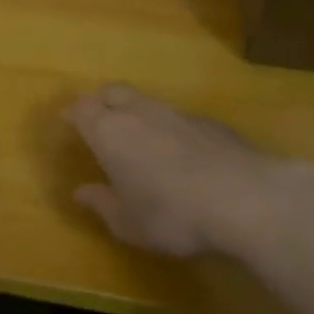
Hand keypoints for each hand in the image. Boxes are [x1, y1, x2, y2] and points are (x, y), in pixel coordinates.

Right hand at [63, 82, 308, 257]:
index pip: (82, 109)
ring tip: (135, 133)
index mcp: (109, 132)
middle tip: (95, 117)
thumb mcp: (128, 222)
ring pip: (146, 100)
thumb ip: (102, 203)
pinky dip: (166, 125)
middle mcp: (139, 113)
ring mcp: (177, 113)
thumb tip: (81, 192)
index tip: (67, 120)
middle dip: (100, 100)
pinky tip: (176, 149)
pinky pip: (176, 115)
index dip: (73, 113)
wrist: (246, 198)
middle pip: (112, 91)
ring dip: (134, 110)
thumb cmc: (172, 214)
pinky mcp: (210, 122)